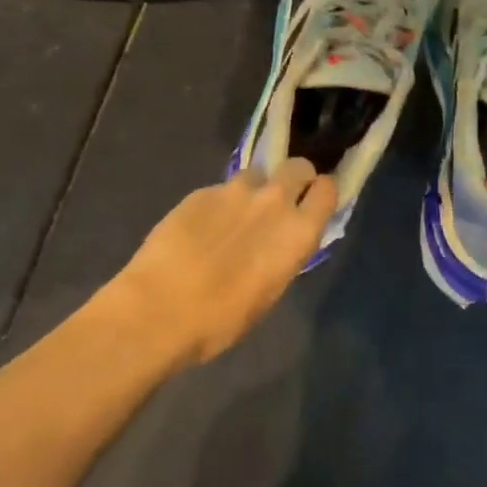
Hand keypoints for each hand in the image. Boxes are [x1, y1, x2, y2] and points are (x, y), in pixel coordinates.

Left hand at [114, 161, 337, 364]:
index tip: (312, 205)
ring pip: (257, 174)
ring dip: (254, 190)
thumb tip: (279, 242)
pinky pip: (221, 189)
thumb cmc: (221, 320)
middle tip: (280, 203)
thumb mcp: (269, 292)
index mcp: (298, 231)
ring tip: (234, 218)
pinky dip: (218, 204)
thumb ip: (282, 255)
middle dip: (294, 179)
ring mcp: (234, 191)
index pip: (327, 190)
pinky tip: (200, 230)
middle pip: (298, 166)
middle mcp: (273, 201)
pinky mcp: (201, 191)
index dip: (321, 194)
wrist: (158, 309)